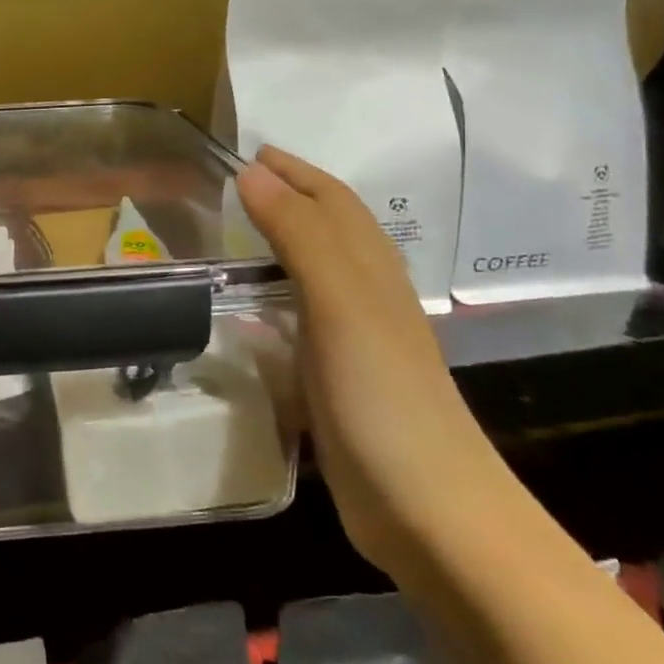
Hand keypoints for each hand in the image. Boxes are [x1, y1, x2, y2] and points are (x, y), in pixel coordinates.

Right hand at [236, 145, 487, 569]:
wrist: (429, 511)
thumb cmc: (383, 395)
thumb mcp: (339, 302)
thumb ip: (298, 234)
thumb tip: (253, 170)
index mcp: (370, 269)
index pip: (331, 200)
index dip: (294, 171)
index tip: (250, 151)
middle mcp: (365, 296)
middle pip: (326, 230)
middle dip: (287, 199)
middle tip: (235, 187)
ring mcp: (352, 341)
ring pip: (312, 274)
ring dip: (279, 246)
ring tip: (233, 237)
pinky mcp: (335, 382)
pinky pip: (298, 322)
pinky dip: (272, 303)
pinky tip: (248, 316)